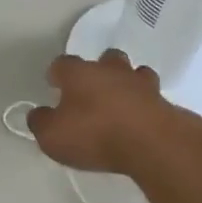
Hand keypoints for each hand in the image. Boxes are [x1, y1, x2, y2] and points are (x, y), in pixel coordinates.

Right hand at [26, 50, 176, 174]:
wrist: (152, 143)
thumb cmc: (95, 134)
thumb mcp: (52, 136)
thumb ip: (40, 122)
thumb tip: (38, 114)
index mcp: (79, 73)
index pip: (62, 64)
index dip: (56, 74)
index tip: (54, 86)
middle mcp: (109, 70)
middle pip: (103, 59)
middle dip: (98, 71)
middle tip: (92, 92)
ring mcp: (140, 83)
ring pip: (132, 72)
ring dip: (126, 83)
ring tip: (121, 102)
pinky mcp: (163, 101)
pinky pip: (151, 96)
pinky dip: (145, 103)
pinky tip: (141, 118)